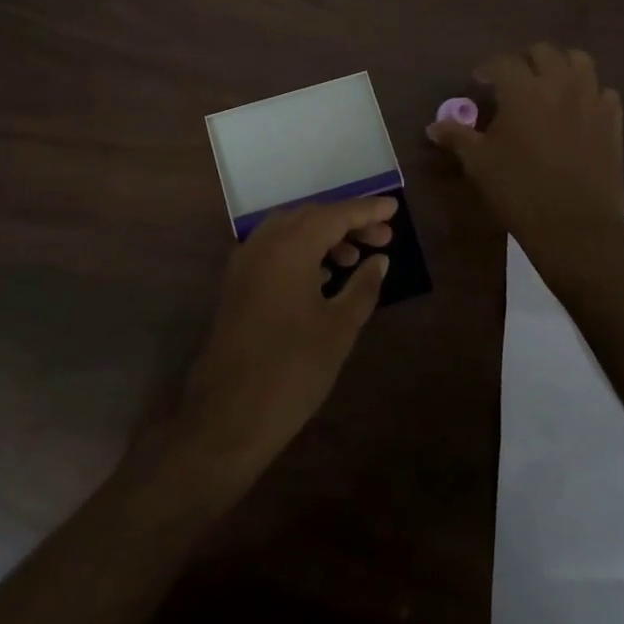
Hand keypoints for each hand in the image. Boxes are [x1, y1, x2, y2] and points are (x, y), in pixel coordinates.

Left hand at [177, 196, 395, 476]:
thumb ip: (363, 286)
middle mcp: (262, 244)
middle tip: (382, 237)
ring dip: (323, 237)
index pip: (334, 214)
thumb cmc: (293, 370)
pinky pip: (273, 250)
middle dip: (347, 222)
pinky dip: (301, 252)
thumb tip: (379, 260)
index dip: (366, 210)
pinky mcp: (236, 284)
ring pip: (289, 232)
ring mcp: (244, 263)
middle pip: (310, 217)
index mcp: (289, 248)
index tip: (394, 208)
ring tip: (354, 259)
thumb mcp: (339, 328)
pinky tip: (322, 276)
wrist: (229, 416)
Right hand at [427, 43, 623, 268]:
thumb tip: (433, 127)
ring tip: (548, 86)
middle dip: (524, 60)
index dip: (486, 68)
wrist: (575, 227)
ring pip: (579, 61)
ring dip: (560, 66)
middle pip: (543, 52)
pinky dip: (589, 93)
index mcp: (522, 90)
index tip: (478, 83)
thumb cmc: (519, 191)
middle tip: (512, 82)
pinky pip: (603, 91)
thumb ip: (457, 137)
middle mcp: (559, 84)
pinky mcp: (612, 120)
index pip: (502, 62)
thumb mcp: (479, 164)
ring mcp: (591, 100)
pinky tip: (578, 110)